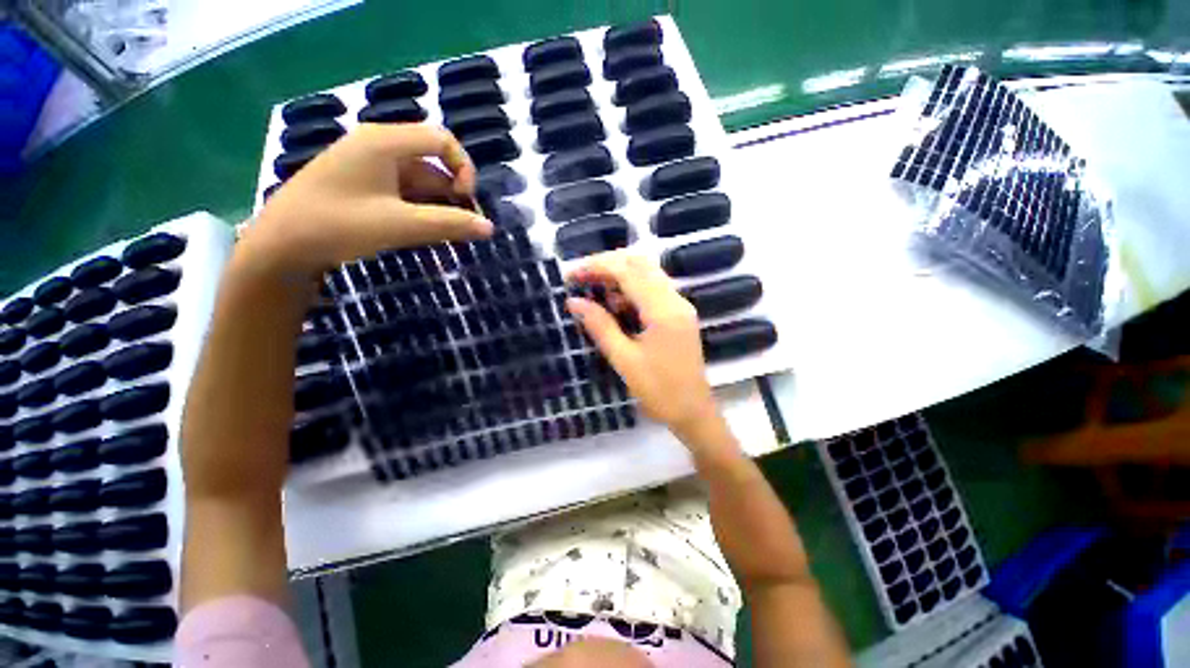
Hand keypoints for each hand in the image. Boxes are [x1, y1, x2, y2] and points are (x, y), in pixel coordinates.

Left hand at [243, 124, 493, 278]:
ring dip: (438, 206)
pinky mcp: (362, 186)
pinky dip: (419, 210)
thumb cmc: (338, 225)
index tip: (467, 201)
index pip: (442, 140)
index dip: (464, 168)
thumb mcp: (400, 225)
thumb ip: (449, 224)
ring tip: (448, 236)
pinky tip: (424, 232)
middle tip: (464, 227)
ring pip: (419, 182)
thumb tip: (489, 227)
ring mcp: (368, 167)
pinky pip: (402, 193)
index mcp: (384, 142)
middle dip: (453, 194)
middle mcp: (377, 147)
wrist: (280, 247)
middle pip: (432, 163)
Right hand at [566, 252, 721, 443]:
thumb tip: (574, 302)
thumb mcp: (624, 360)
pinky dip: (631, 288)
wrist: (694, 412)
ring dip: (619, 275)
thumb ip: (600, 326)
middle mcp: (675, 299)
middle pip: (640, 263)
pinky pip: (653, 288)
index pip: (627, 271)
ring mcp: (680, 305)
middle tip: (580, 278)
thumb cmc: (659, 391)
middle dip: (607, 264)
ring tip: (593, 290)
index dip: (597, 267)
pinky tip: (615, 304)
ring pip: (647, 273)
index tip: (571, 275)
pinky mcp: (679, 314)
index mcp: (663, 310)